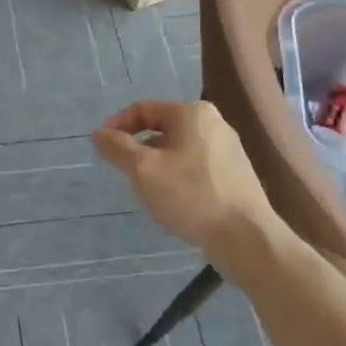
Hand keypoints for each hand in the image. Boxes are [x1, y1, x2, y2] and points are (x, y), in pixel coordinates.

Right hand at [92, 101, 274, 255]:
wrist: (246, 237)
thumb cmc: (191, 196)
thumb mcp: (143, 170)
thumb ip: (117, 148)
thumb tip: (100, 134)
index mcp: (191, 113)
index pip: (143, 109)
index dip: (117, 126)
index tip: (102, 149)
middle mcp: (213, 122)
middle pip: (161, 127)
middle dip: (138, 148)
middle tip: (125, 173)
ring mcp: (228, 148)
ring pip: (178, 148)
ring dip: (156, 164)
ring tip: (148, 190)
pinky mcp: (235, 173)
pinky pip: (195, 165)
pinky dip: (177, 176)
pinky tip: (174, 201)